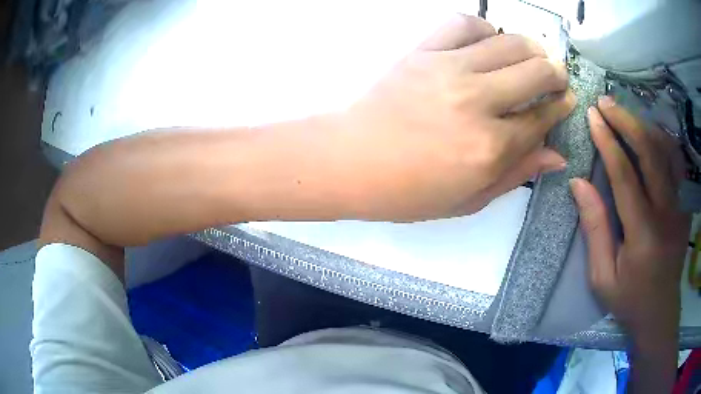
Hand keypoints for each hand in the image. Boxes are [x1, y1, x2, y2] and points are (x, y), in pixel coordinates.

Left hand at [332, 15, 574, 220]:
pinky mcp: (423, 51)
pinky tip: (488, 40)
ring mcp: (449, 69)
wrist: (350, 160)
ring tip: (534, 56)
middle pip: (536, 72)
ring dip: (531, 47)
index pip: (542, 118)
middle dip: (556, 73)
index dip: (560, 107)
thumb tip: (556, 155)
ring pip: (508, 43)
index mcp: (491, 148)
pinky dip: (483, 27)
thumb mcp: (468, 199)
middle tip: (557, 76)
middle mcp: (478, 101)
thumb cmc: (407, 191)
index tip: (567, 100)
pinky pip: (462, 24)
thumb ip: (516, 174)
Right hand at [571, 97, 689, 340]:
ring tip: (624, 113)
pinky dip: (662, 140)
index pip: (625, 176)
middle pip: (650, 154)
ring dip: (645, 126)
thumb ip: (595, 229)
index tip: (593, 117)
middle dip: (627, 122)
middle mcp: (666, 213)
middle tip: (606, 103)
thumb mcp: (602, 277)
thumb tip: (579, 183)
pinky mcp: (685, 205)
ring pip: (666, 151)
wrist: (660, 313)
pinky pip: (676, 163)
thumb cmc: (629, 300)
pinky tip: (649, 133)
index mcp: (643, 235)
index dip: (608, 142)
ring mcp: (680, 207)